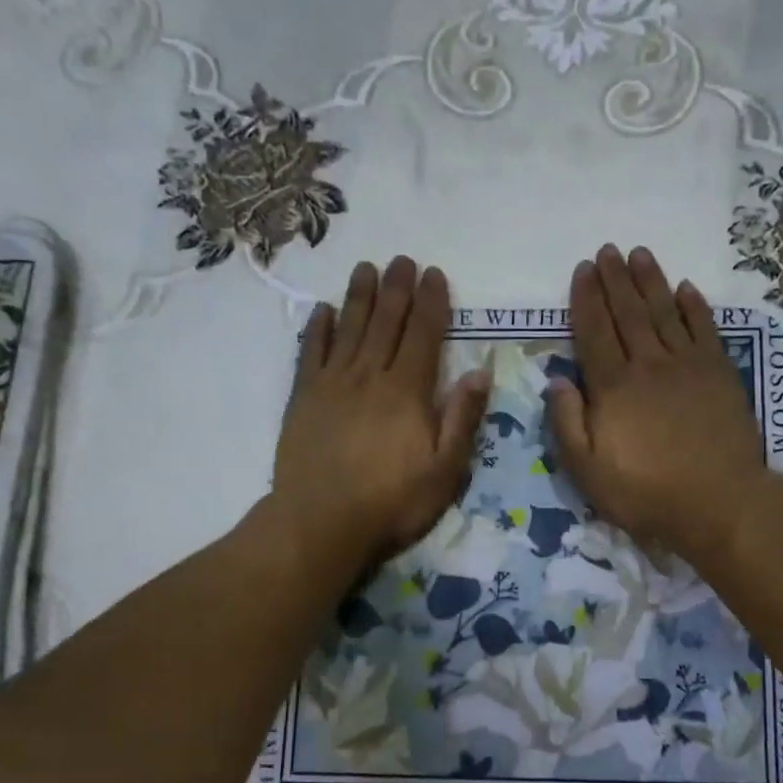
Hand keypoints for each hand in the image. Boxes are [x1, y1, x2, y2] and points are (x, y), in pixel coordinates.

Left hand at [272, 257, 490, 571]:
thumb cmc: (392, 503)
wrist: (321, 523)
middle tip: (401, 259)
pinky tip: (323, 311)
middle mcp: (369, 377)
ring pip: (349, 329)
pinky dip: (318, 329)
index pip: (423, 336)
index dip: (431, 303)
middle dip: (396, 289)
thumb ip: (462, 419)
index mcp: (407, 393)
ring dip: (359, 297)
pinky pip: (310, 353)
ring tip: (365, 268)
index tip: (434, 274)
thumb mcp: (444, 471)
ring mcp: (332, 385)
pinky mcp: (303, 399)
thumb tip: (480, 372)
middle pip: (386, 323)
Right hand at [547, 245, 768, 565]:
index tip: (582, 270)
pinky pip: (704, 329)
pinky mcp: (720, 374)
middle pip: (628, 312)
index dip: (586, 299)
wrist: (718, 502)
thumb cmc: (645, 493)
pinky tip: (686, 289)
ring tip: (640, 254)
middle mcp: (649, 365)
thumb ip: (567, 424)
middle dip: (615, 279)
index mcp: (613, 387)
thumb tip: (556, 381)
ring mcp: (688, 365)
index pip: (594, 331)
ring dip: (651, 281)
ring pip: (665, 312)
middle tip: (608, 250)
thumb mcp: (587, 472)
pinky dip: (694, 306)